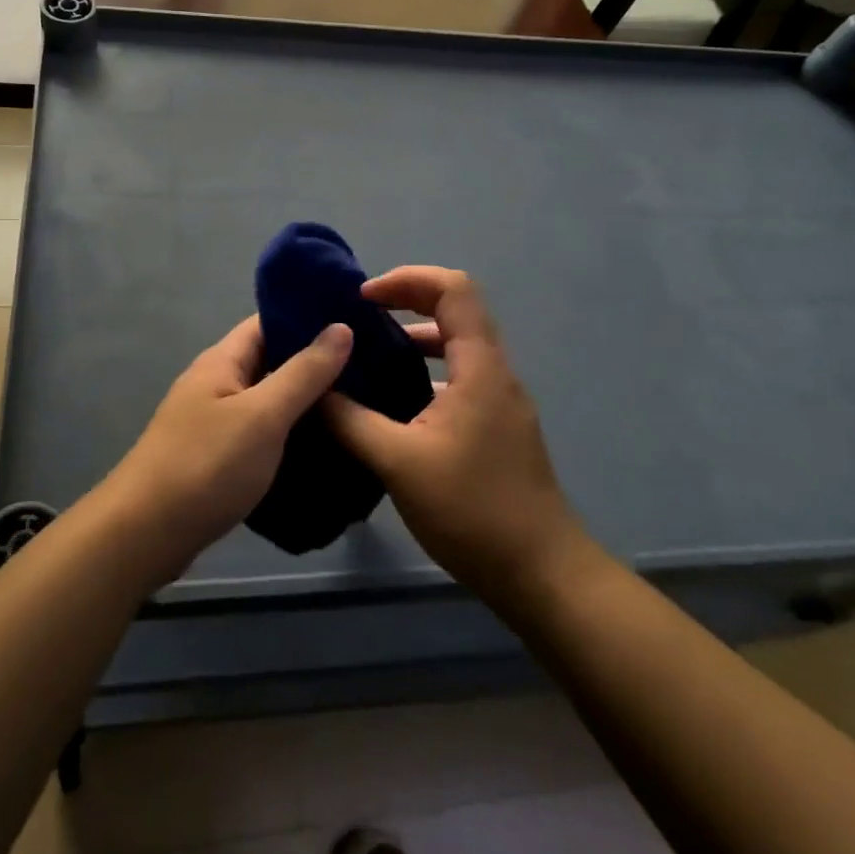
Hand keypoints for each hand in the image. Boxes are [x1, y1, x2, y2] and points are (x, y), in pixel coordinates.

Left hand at [107, 316, 352, 578]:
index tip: (356, 320)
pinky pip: (258, 431)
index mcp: (222, 361)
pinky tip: (320, 444)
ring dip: (303, 400)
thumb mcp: (263, 415)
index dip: (308, 318)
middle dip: (313, 362)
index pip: (268, 322)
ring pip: (266, 399)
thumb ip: (303, 373)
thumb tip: (341, 327)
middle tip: (368, 366)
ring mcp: (212, 420)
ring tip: (356, 402)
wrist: (145, 534)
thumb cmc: (206, 465)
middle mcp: (215, 382)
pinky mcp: (215, 455)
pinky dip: (287, 432)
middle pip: (269, 360)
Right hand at [325, 267, 604, 605]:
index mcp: (480, 368)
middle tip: (358, 316)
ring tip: (368, 354)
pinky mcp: (496, 428)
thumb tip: (313, 391)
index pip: (453, 290)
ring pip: (458, 346)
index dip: (407, 279)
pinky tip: (392, 402)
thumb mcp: (398, 462)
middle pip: (456, 310)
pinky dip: (425, 371)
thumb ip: (350, 420)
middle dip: (406, 301)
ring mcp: (499, 402)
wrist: (541, 574)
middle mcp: (495, 373)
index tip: (363, 298)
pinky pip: (459, 378)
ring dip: (414, 338)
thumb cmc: (472, 510)